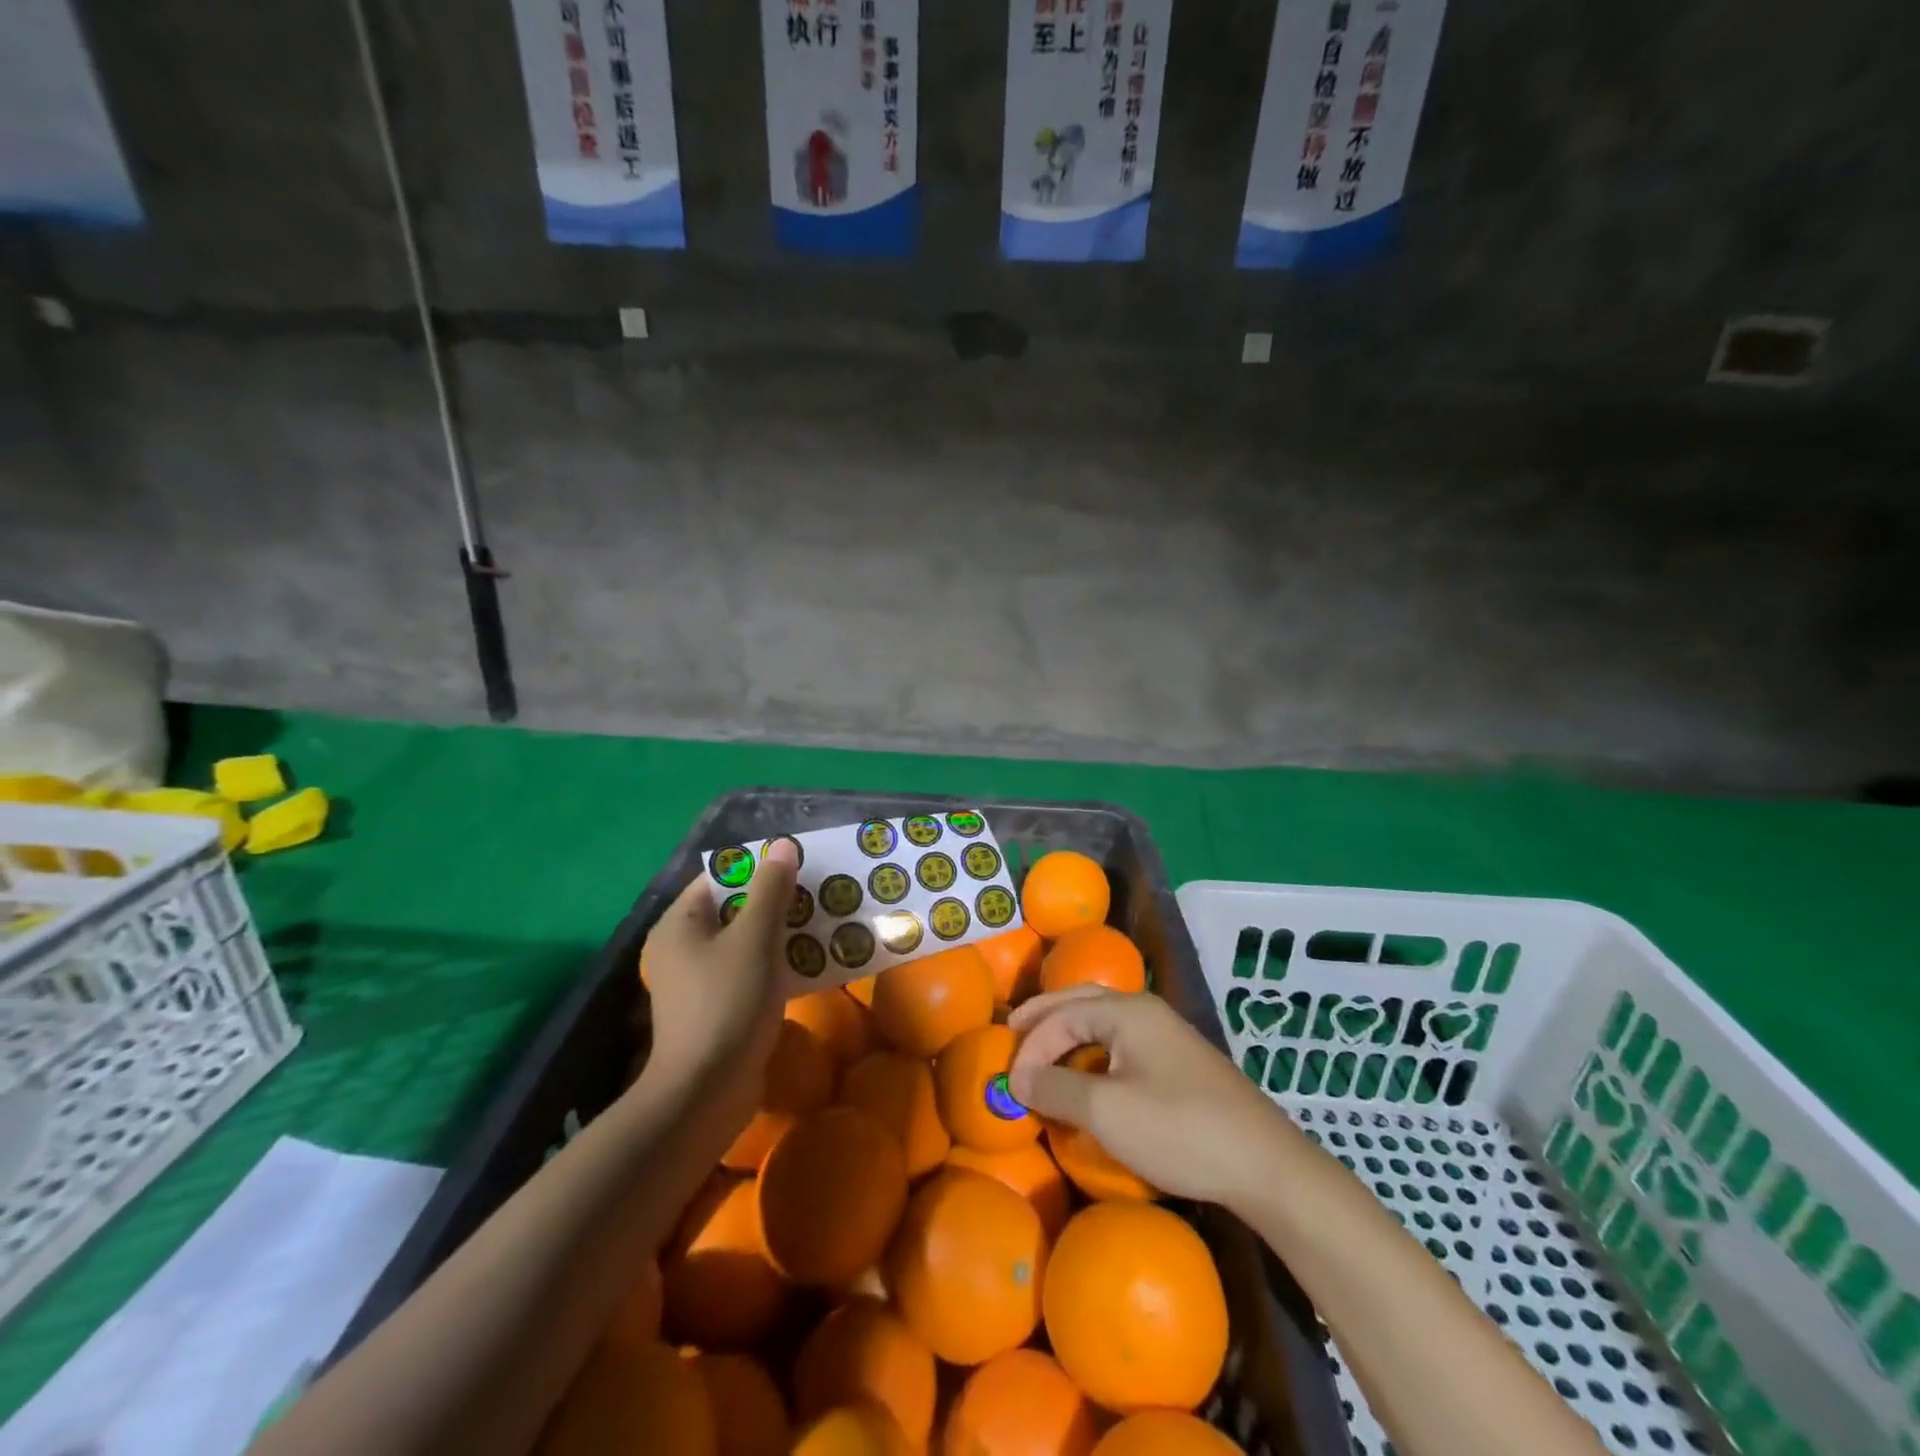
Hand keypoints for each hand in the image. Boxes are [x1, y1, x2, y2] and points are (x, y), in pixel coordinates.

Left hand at [638, 839, 799, 1106]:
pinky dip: (774, 963)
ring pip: (745, 941)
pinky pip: (748, 970)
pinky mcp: (716, 1007)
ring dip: (781, 933)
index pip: (720, 878)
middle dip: (776, 901)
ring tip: (821, 924)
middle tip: (818, 894)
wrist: (707, 1092)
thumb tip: (782, 844)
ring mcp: (697, 981)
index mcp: (680, 924)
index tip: (800, 867)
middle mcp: (682, 947)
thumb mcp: (754, 938)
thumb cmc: (727, 1002)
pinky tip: (809, 963)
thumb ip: (770, 890)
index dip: (759, 868)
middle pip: (734, 909)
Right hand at [1008, 986, 1292, 1210]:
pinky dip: (1092, 1053)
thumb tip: (1019, 1077)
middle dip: (1045, 1016)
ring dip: (1068, 1034)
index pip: (1062, 1014)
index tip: (1011, 1083)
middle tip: (1012, 1032)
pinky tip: (1088, 1077)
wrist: (1265, 1165)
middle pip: (1081, 1002)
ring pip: (1103, 1023)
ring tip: (1043, 1054)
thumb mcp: (1106, 1111)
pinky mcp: (1180, 1064)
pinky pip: (1122, 1045)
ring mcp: (1167, 1036)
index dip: (1031, 1045)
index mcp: (1127, 1011)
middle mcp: (1146, 1011)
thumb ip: (1056, 1087)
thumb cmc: (1178, 1129)